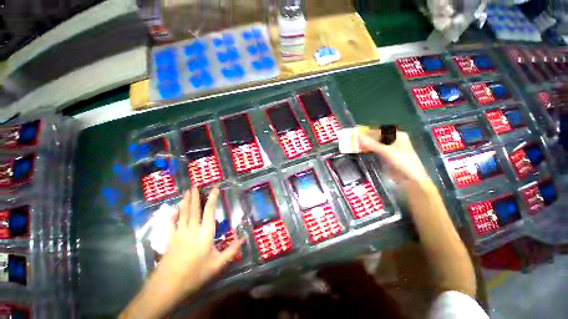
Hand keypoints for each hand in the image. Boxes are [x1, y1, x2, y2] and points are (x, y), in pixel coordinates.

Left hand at [158, 187, 242, 295]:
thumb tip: (243, 239)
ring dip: (185, 201)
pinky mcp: (170, 240)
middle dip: (195, 196)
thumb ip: (231, 251)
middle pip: (194, 210)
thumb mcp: (217, 265)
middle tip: (195, 185)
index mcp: (205, 234)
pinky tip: (173, 210)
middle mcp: (192, 230)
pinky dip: (172, 216)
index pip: (209, 212)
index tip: (215, 189)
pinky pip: (171, 224)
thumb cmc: (195, 274)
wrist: (168, 287)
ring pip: (183, 214)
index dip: (212, 199)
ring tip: (186, 191)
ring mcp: (179, 234)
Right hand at [358, 130, 430, 187]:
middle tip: (352, 140)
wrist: (411, 180)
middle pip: (377, 138)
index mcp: (397, 136)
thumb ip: (372, 144)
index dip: (367, 132)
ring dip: (366, 145)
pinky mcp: (386, 158)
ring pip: (375, 145)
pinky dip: (368, 151)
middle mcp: (393, 141)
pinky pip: (375, 152)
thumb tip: (357, 136)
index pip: (379, 131)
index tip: (356, 133)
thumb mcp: (386, 152)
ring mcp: (390, 150)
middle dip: (365, 139)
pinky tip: (360, 152)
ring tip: (354, 145)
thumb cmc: (402, 162)